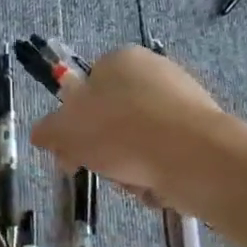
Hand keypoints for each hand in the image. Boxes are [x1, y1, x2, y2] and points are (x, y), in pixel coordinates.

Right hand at [30, 46, 221, 208]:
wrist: (194, 157)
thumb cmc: (121, 132)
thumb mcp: (66, 131)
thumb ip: (49, 131)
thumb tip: (42, 133)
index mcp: (121, 60)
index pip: (87, 89)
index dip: (74, 123)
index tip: (70, 152)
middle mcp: (155, 72)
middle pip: (113, 120)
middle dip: (104, 152)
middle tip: (101, 170)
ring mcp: (183, 102)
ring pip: (140, 143)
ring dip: (130, 169)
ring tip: (135, 181)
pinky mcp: (204, 133)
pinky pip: (168, 157)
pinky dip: (159, 176)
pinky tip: (160, 186)